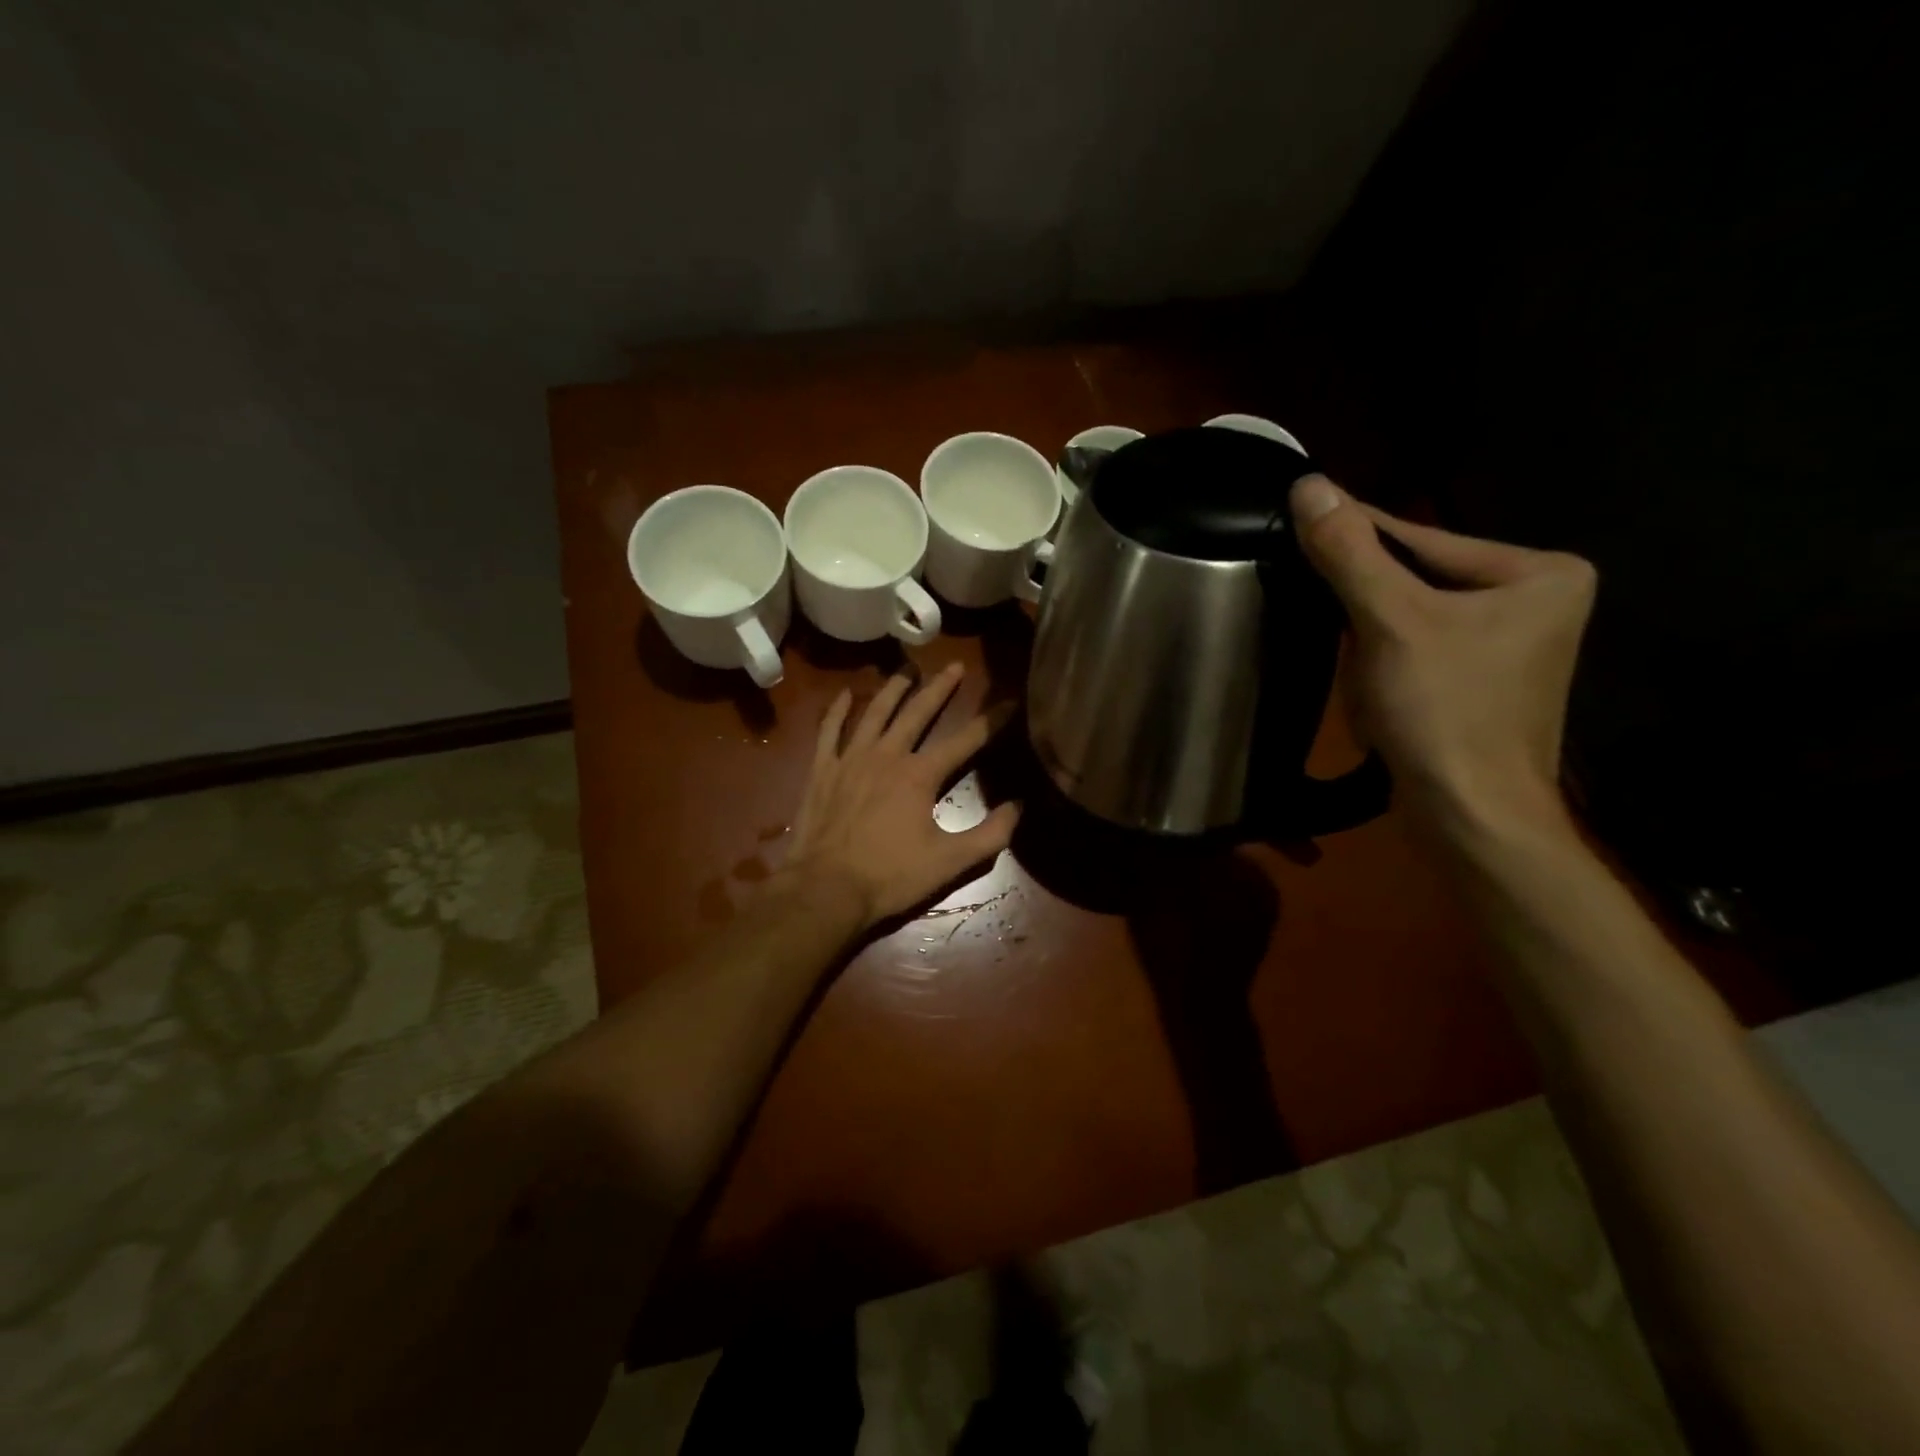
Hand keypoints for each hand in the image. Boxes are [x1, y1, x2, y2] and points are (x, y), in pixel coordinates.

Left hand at [785, 662, 1019, 926]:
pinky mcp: (822, 770)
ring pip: (875, 713)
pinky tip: (846, 694)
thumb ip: (990, 835)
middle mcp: (887, 755)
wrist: (825, 890)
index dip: (992, 721)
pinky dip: (838, 711)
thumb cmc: (890, 876)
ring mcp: (850, 759)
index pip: (965, 740)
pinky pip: (830, 731)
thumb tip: (1018, 806)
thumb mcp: (949, 862)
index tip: (1010, 701)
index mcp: (920, 775)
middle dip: (940, 688)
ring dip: (893, 689)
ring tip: (907, 670)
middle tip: (955, 666)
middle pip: (918, 712)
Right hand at [1288, 474, 1597, 837]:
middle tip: (1304, 588)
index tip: (1298, 516)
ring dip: (1366, 634)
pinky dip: (1382, 661)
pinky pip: (1417, 649)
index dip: (1354, 533)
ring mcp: (1509, 646)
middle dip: (1362, 599)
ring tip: (1340, 654)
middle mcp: (1535, 601)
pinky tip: (1365, 685)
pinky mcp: (1480, 683)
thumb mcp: (1390, 623)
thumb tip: (1309, 485)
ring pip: (1411, 617)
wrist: (1470, 818)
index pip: (1422, 538)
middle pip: (1418, 579)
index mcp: (1539, 573)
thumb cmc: (1444, 712)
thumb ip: (1350, 553)